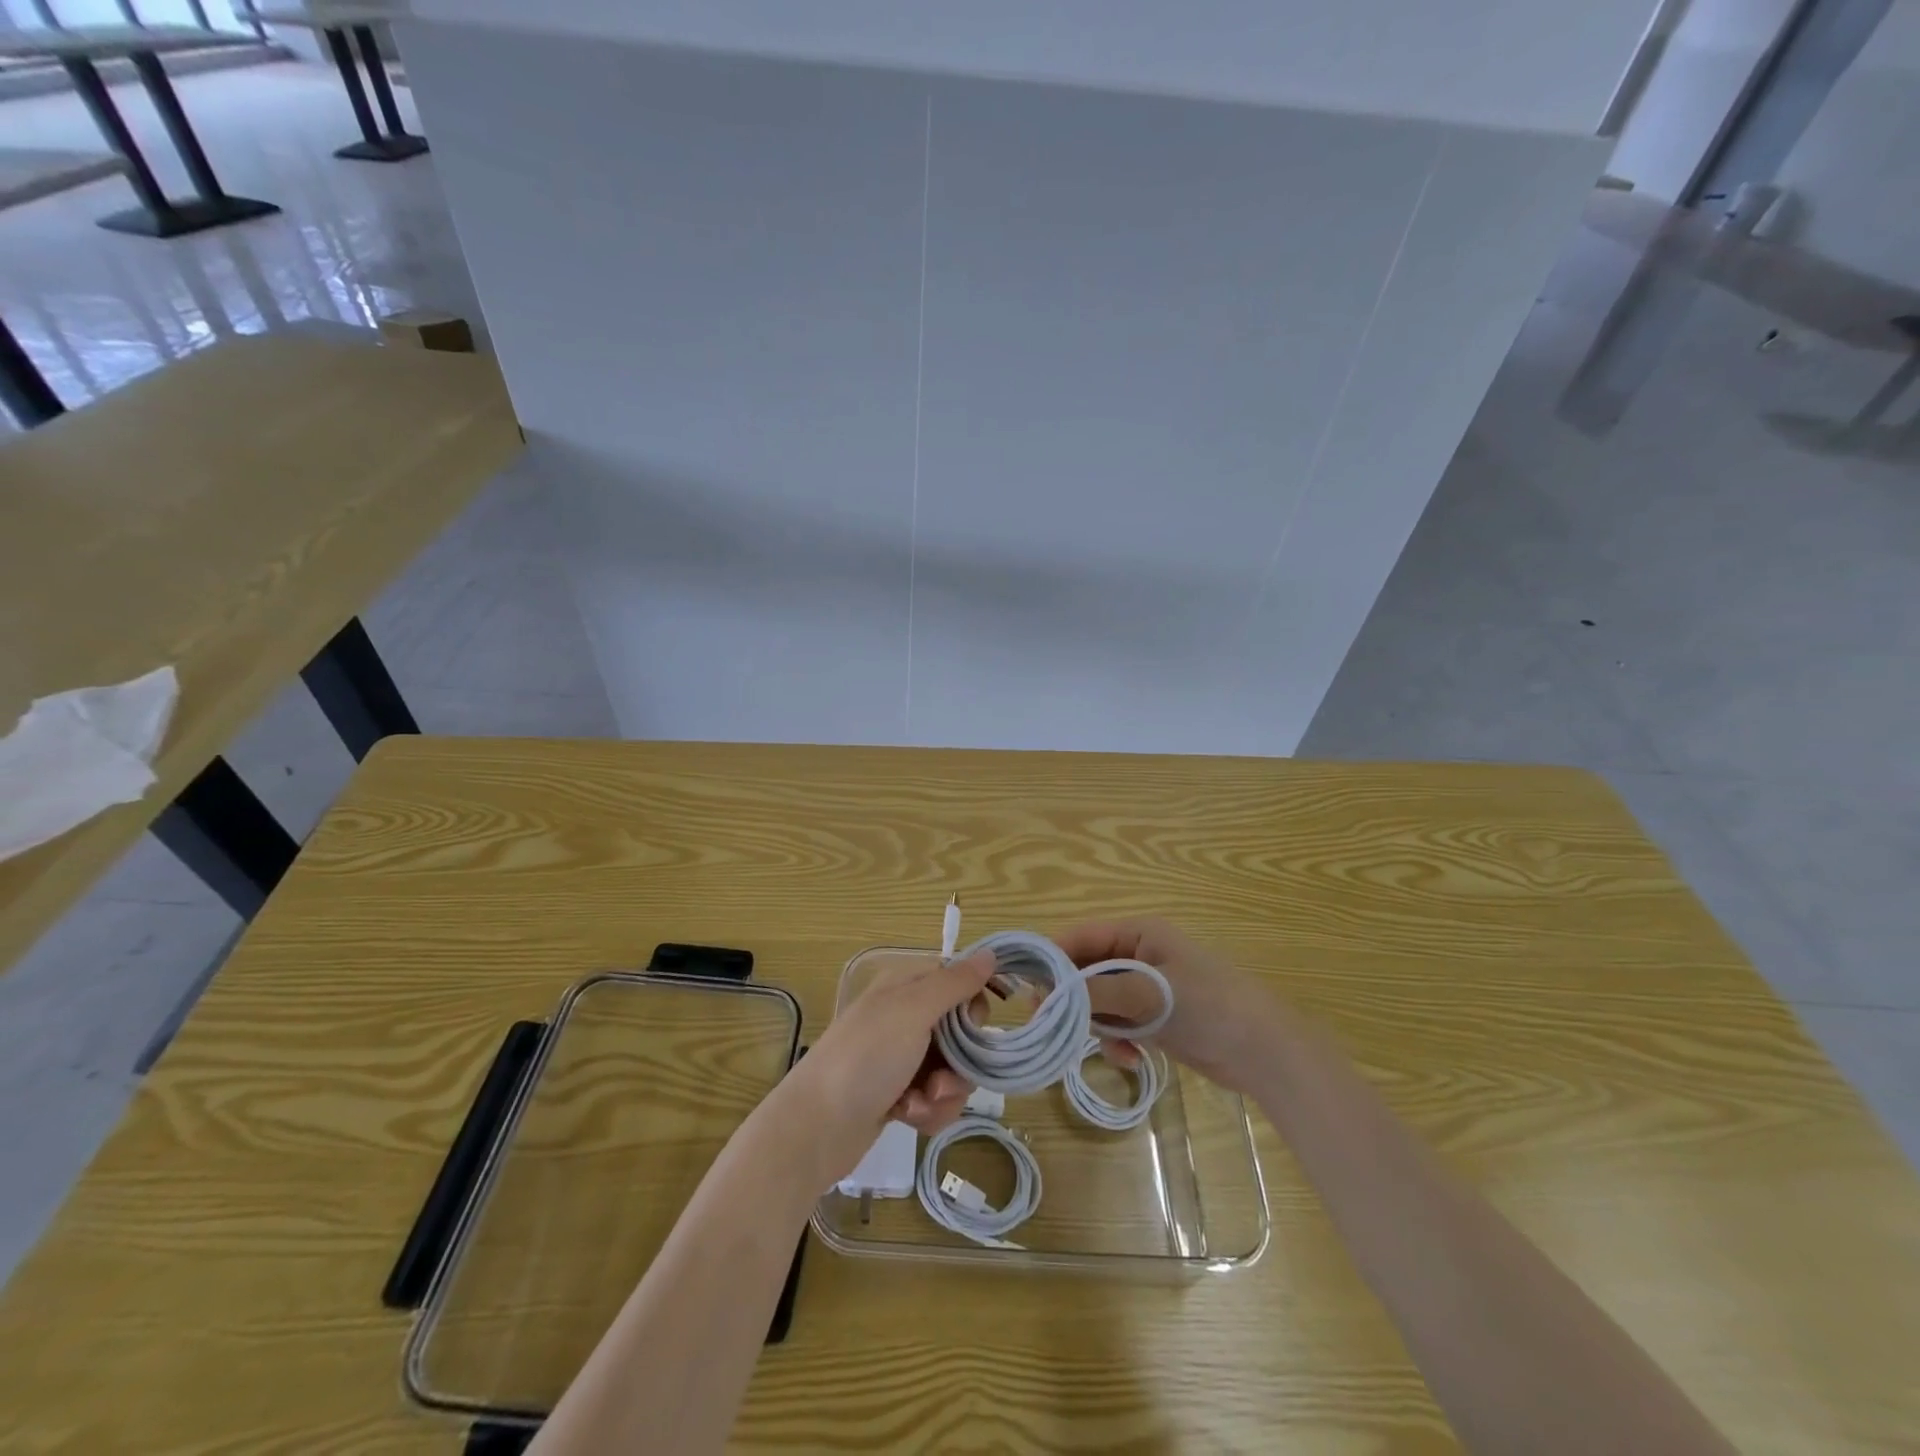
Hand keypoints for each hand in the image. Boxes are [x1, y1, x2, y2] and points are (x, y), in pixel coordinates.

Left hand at [775, 950, 996, 1186]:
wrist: (815, 1128)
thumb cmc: (866, 1058)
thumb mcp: (912, 1011)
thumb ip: (954, 983)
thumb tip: (991, 953)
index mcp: (905, 987)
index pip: (957, 983)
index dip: (972, 1006)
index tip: (973, 1028)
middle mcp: (904, 1017)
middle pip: (960, 1032)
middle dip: (960, 1061)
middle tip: (942, 1077)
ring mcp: (900, 1058)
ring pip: (952, 1070)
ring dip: (944, 1092)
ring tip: (918, 1104)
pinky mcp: (898, 1096)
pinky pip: (935, 1099)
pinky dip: (928, 1111)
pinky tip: (908, 1118)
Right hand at [1055, 917, 1284, 1094]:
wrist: (1265, 1052)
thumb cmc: (1208, 1007)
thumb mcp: (1148, 995)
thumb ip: (1096, 993)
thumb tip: (1045, 994)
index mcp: (1138, 934)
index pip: (1079, 937)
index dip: (1051, 961)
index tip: (1028, 991)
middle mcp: (1138, 955)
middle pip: (1086, 971)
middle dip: (1072, 1000)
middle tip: (1052, 1026)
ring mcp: (1147, 988)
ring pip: (1099, 1002)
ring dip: (1098, 1026)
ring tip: (1112, 1047)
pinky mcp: (1156, 1017)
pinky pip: (1119, 1024)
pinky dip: (1118, 1040)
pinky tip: (1132, 1059)